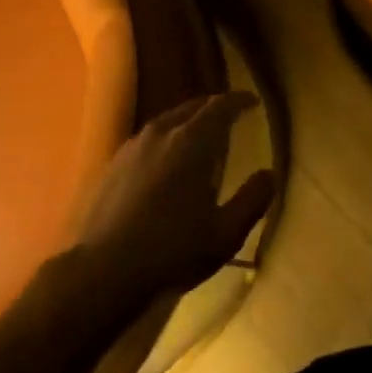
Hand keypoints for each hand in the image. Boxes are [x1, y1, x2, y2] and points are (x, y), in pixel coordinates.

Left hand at [74, 92, 275, 304]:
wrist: (102, 272)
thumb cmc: (171, 251)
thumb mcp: (225, 234)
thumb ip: (252, 200)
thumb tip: (269, 174)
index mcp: (192, 142)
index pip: (220, 106)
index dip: (238, 101)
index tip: (252, 102)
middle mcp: (162, 133)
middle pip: (192, 107)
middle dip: (213, 107)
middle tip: (229, 116)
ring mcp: (133, 147)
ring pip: (167, 119)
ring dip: (188, 121)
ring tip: (200, 136)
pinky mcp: (113, 164)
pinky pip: (148, 137)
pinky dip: (166, 137)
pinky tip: (165, 160)